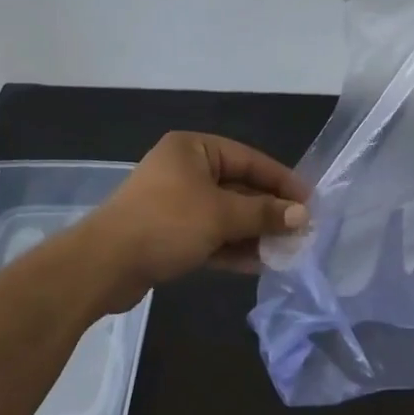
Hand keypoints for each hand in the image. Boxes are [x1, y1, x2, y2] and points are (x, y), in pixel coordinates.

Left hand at [82, 133, 308, 311]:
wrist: (103, 265)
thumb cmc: (166, 223)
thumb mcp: (221, 215)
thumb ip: (264, 213)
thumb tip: (302, 215)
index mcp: (194, 149)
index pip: (249, 159)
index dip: (281, 180)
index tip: (309, 201)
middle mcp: (184, 170)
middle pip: (238, 188)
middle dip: (268, 211)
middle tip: (301, 231)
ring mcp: (175, 203)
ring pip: (225, 215)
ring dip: (253, 232)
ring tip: (286, 251)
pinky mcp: (168, 234)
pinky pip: (209, 235)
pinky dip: (231, 246)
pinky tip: (259, 263)